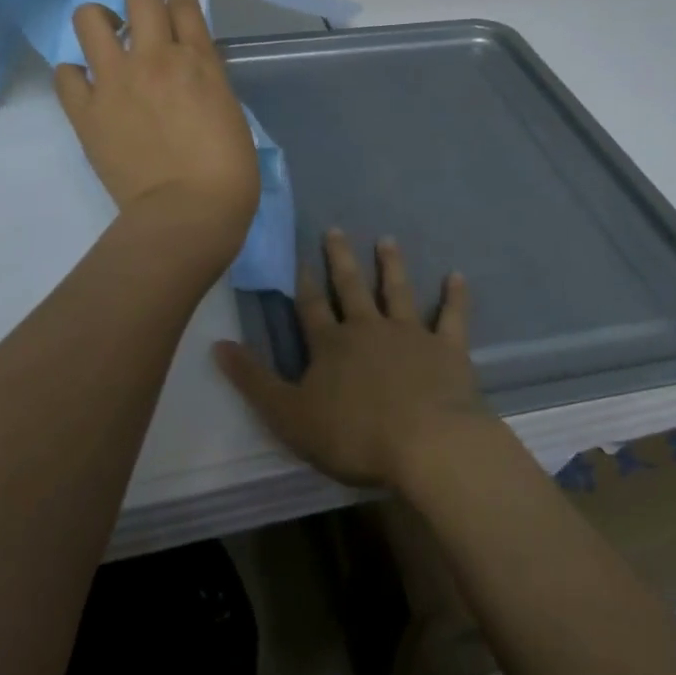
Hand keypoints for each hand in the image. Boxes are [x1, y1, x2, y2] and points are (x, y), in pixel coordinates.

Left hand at [54, 0, 259, 262]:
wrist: (188, 212)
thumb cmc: (227, 171)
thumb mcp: (228, 111)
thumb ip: (204, 79)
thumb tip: (183, 69)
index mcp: (199, 61)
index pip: (184, 0)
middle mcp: (155, 58)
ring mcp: (116, 81)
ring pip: (90, 21)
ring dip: (98, 20)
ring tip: (105, 37)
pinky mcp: (87, 111)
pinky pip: (67, 73)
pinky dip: (75, 72)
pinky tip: (86, 81)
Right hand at [212, 230, 496, 490]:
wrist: (426, 444)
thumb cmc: (353, 435)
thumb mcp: (288, 416)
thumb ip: (254, 381)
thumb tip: (218, 344)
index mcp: (331, 346)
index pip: (311, 307)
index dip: (303, 283)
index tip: (299, 258)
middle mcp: (368, 329)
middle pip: (351, 288)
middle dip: (341, 260)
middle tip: (337, 229)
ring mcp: (410, 334)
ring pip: (397, 291)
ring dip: (391, 266)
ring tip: (387, 240)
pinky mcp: (447, 348)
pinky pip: (452, 316)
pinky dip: (455, 296)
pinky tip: (457, 276)